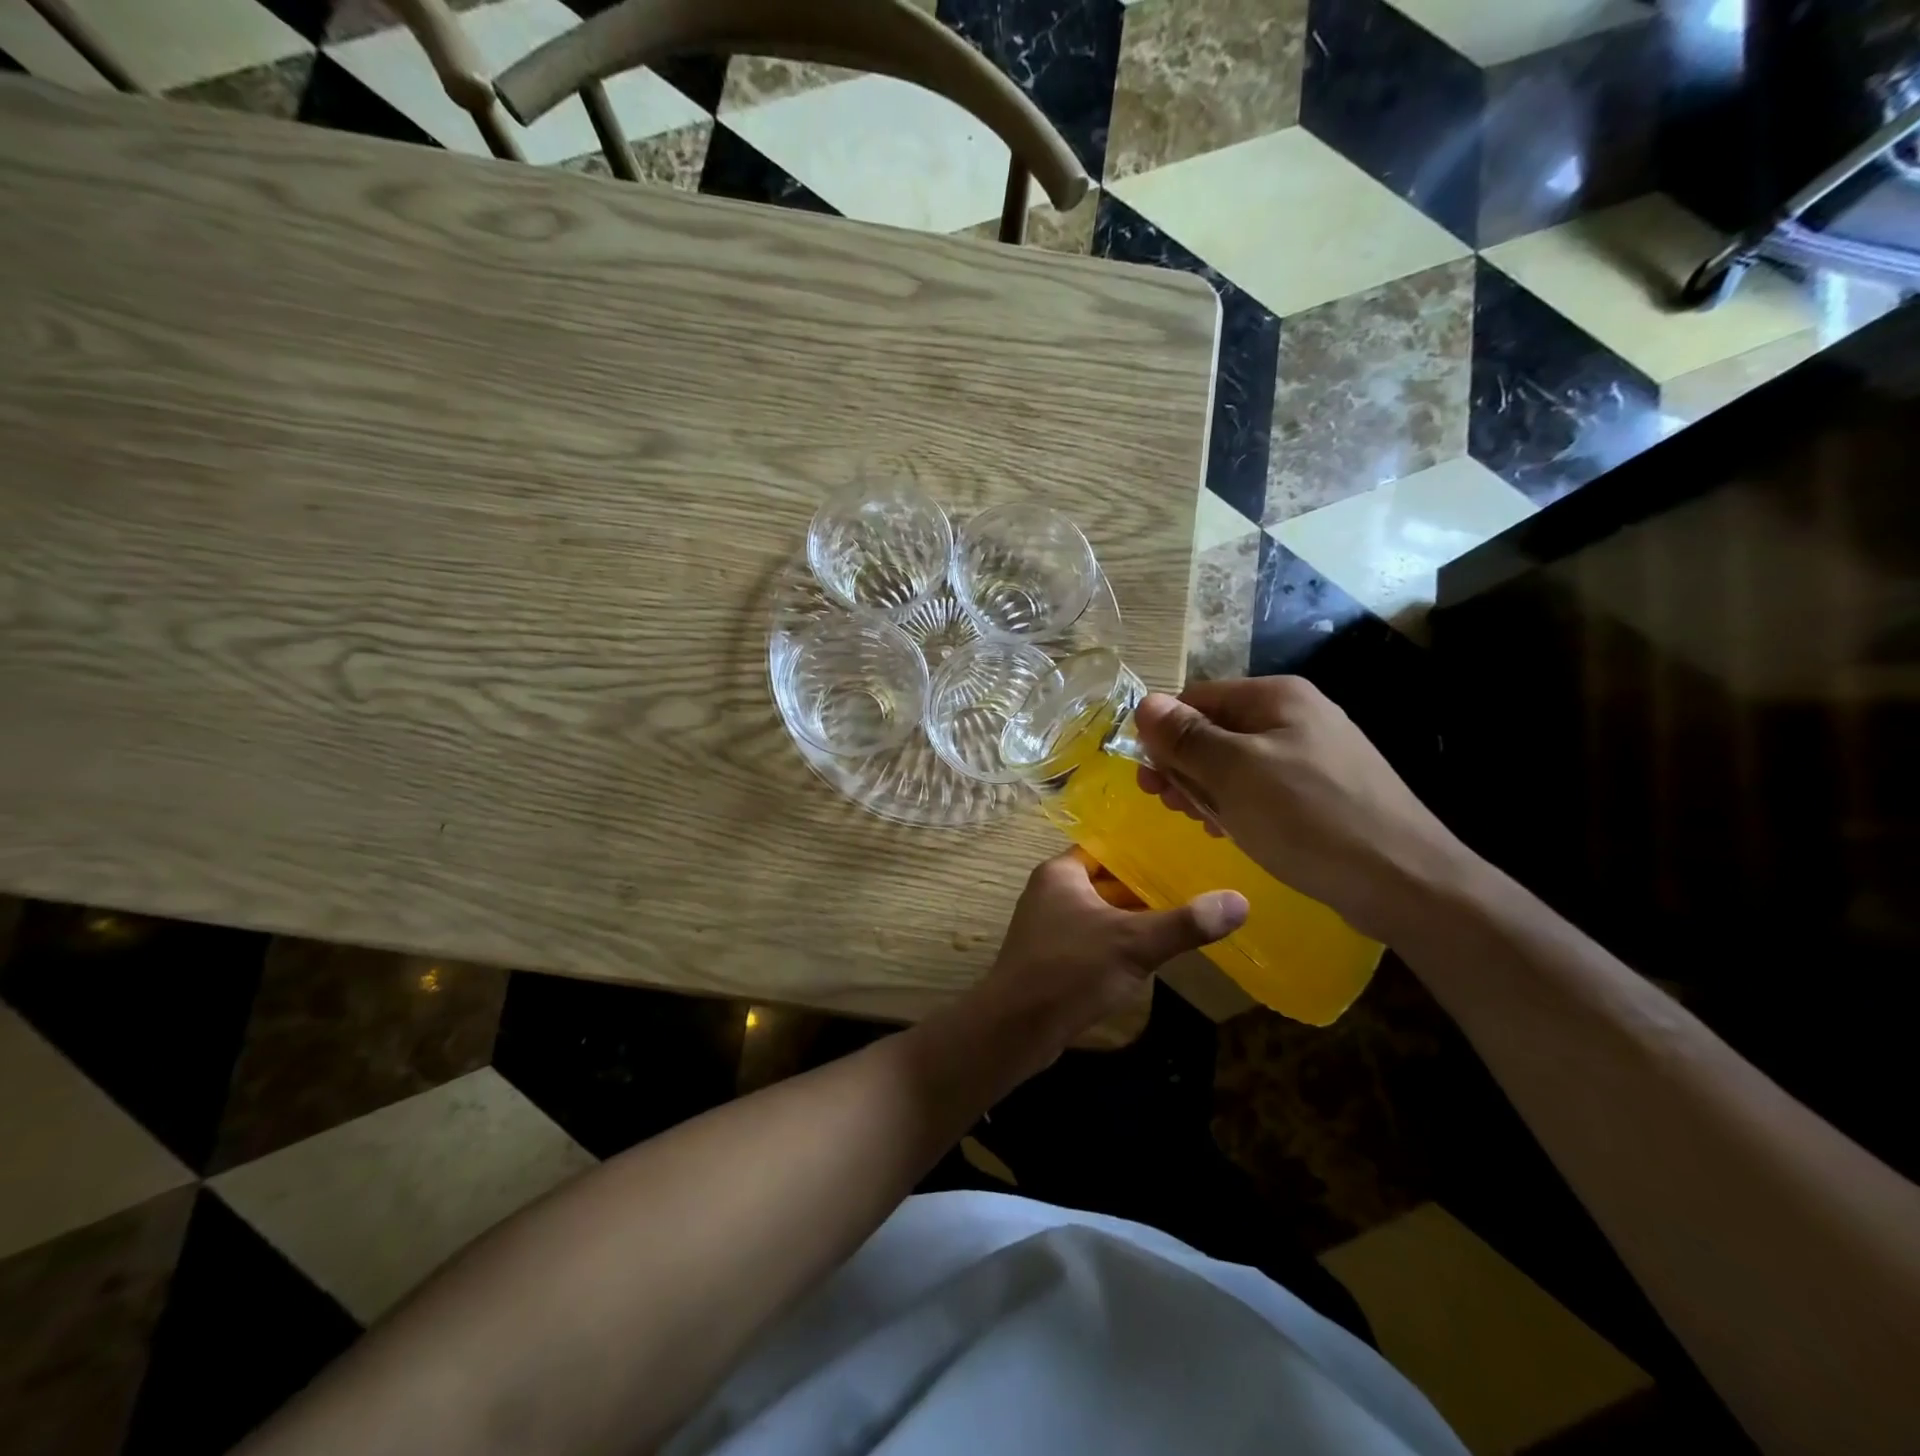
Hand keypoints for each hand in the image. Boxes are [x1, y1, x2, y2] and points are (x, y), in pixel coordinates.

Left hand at [970, 849, 1246, 1059]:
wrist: (1015, 1028)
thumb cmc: (1069, 970)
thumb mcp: (1133, 943)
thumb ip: (1185, 922)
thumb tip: (1240, 901)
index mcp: (1061, 872)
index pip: (1108, 846)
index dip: (1144, 848)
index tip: (1185, 849)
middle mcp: (1051, 891)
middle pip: (1108, 879)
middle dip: (1147, 884)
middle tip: (1197, 882)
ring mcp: (1050, 925)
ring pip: (1103, 911)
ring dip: (1135, 915)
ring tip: (1185, 913)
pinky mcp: (1053, 957)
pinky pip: (1094, 937)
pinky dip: (1120, 940)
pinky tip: (1152, 952)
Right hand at [1133, 677, 1466, 942]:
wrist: (1405, 881)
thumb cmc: (1308, 818)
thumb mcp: (1234, 773)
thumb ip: (1186, 737)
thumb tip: (1145, 704)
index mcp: (1276, 697)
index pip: (1197, 699)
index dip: (1163, 734)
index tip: (1146, 778)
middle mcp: (1296, 714)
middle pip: (1216, 729)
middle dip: (1183, 764)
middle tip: (1164, 804)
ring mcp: (1314, 753)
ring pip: (1237, 761)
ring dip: (1207, 787)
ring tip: (1196, 821)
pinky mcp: (1324, 790)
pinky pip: (1264, 786)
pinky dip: (1239, 803)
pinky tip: (1231, 829)